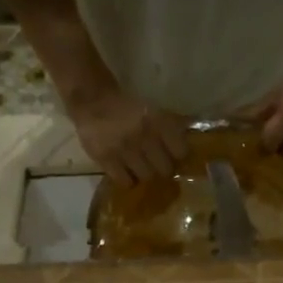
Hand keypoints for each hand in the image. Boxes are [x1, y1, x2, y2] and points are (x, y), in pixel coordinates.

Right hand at [67, 89, 189, 185]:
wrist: (93, 100)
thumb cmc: (127, 107)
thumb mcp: (153, 110)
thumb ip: (171, 126)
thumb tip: (189, 140)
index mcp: (158, 121)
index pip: (181, 152)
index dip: (178, 156)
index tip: (174, 156)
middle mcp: (144, 136)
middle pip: (165, 169)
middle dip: (163, 168)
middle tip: (157, 165)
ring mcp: (125, 150)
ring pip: (146, 177)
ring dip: (145, 174)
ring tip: (140, 168)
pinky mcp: (107, 160)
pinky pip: (125, 182)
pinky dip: (128, 180)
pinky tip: (126, 172)